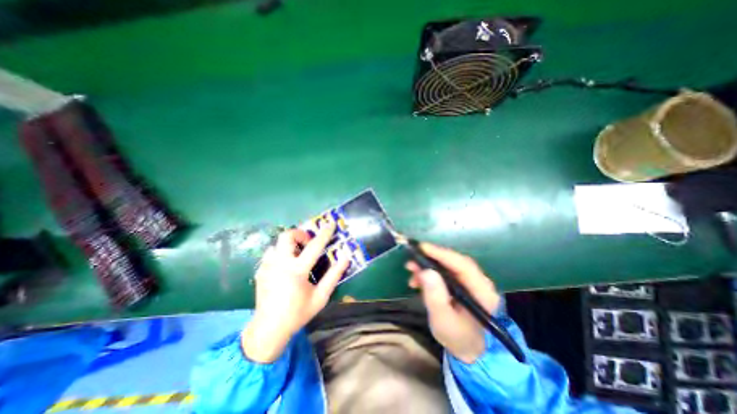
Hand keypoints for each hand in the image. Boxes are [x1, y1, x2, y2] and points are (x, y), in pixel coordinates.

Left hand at [239, 219, 349, 361]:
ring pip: (278, 243)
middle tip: (308, 243)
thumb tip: (345, 258)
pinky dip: (281, 253)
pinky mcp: (260, 270)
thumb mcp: (320, 297)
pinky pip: (271, 253)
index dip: (324, 234)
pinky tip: (286, 266)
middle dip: (300, 234)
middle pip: (287, 235)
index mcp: (296, 271)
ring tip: (298, 255)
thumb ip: (333, 276)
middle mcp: (279, 264)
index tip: (331, 224)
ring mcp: (267, 266)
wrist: (268, 329)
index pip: (314, 246)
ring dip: (290, 244)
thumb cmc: (298, 313)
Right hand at [406, 244, 503, 363]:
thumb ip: (435, 297)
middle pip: (455, 261)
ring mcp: (471, 281)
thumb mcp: (443, 320)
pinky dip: (430, 272)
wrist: (467, 349)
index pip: (463, 265)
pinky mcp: (462, 283)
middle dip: (432, 258)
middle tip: (412, 258)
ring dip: (428, 265)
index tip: (422, 247)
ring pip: (448, 265)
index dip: (441, 254)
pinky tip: (417, 279)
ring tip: (411, 269)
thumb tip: (425, 271)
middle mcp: (480, 282)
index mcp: (483, 292)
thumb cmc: (456, 337)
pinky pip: (445, 271)